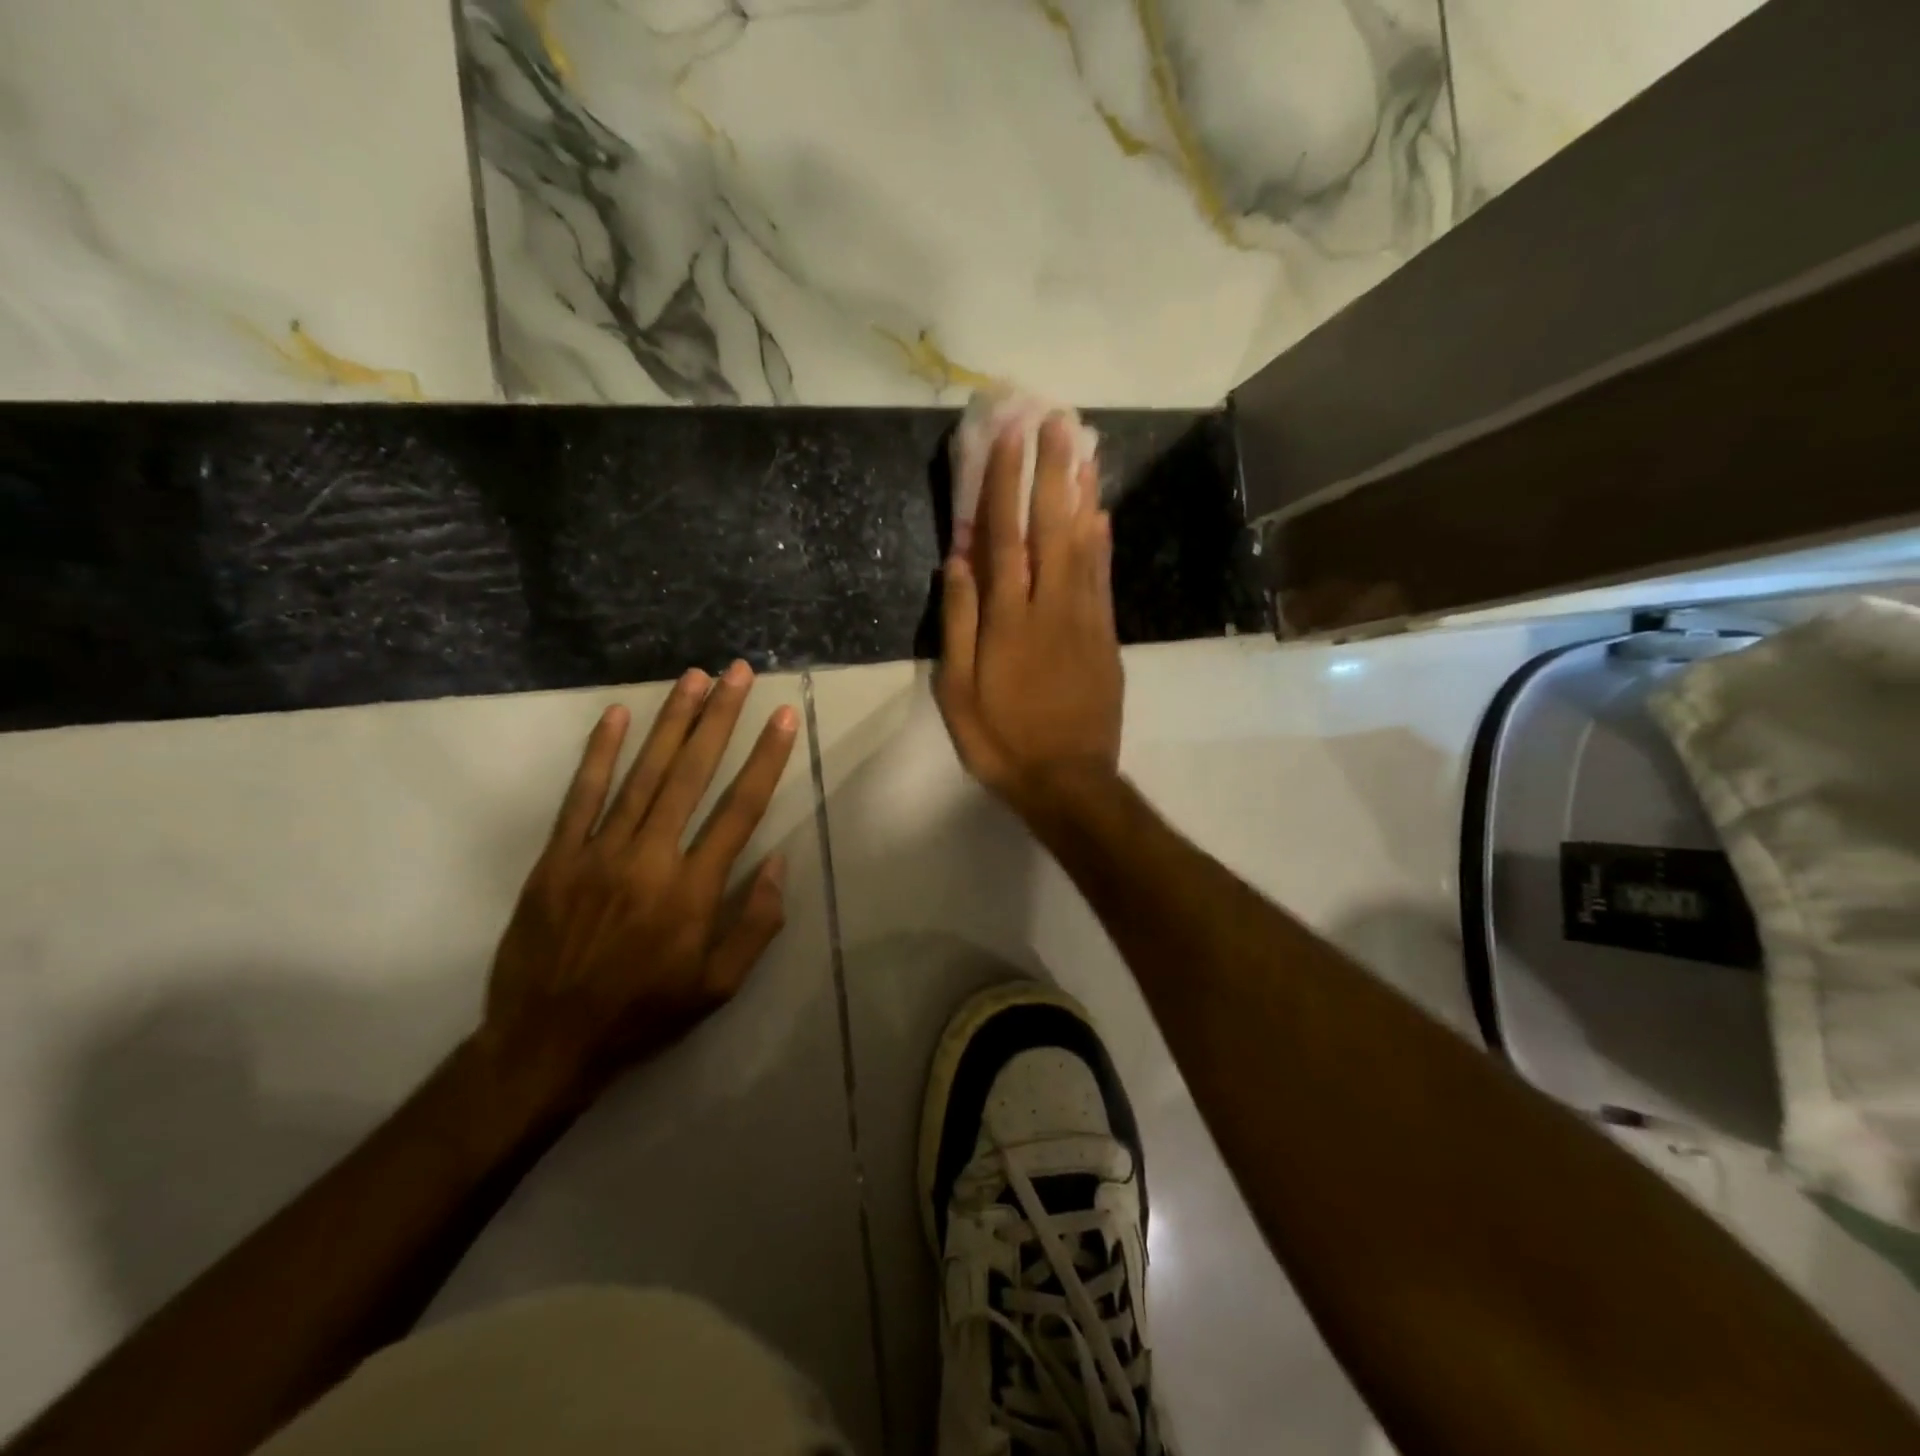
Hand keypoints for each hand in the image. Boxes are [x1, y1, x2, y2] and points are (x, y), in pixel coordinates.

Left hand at [480, 662, 797, 1100]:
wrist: (545, 1043)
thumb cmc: (643, 1014)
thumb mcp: (718, 986)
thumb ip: (756, 923)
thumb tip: (779, 862)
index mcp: (693, 891)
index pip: (740, 810)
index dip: (766, 759)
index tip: (783, 718)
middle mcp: (650, 859)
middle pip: (692, 775)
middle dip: (720, 719)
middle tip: (739, 673)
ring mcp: (598, 853)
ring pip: (642, 774)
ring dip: (671, 721)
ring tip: (695, 678)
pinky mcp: (557, 857)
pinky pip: (581, 796)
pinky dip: (600, 753)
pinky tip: (617, 715)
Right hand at [937, 415, 1122, 821]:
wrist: (1067, 780)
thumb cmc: (1001, 740)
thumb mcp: (958, 691)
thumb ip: (959, 623)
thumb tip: (958, 561)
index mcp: (1008, 620)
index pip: (1005, 537)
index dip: (1005, 485)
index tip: (1008, 438)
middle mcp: (1051, 607)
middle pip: (1053, 527)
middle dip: (1052, 470)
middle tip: (1056, 420)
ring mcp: (1085, 620)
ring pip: (1085, 544)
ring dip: (1083, 492)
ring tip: (1084, 448)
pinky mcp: (1106, 637)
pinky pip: (1103, 578)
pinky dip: (1102, 540)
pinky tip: (1101, 513)